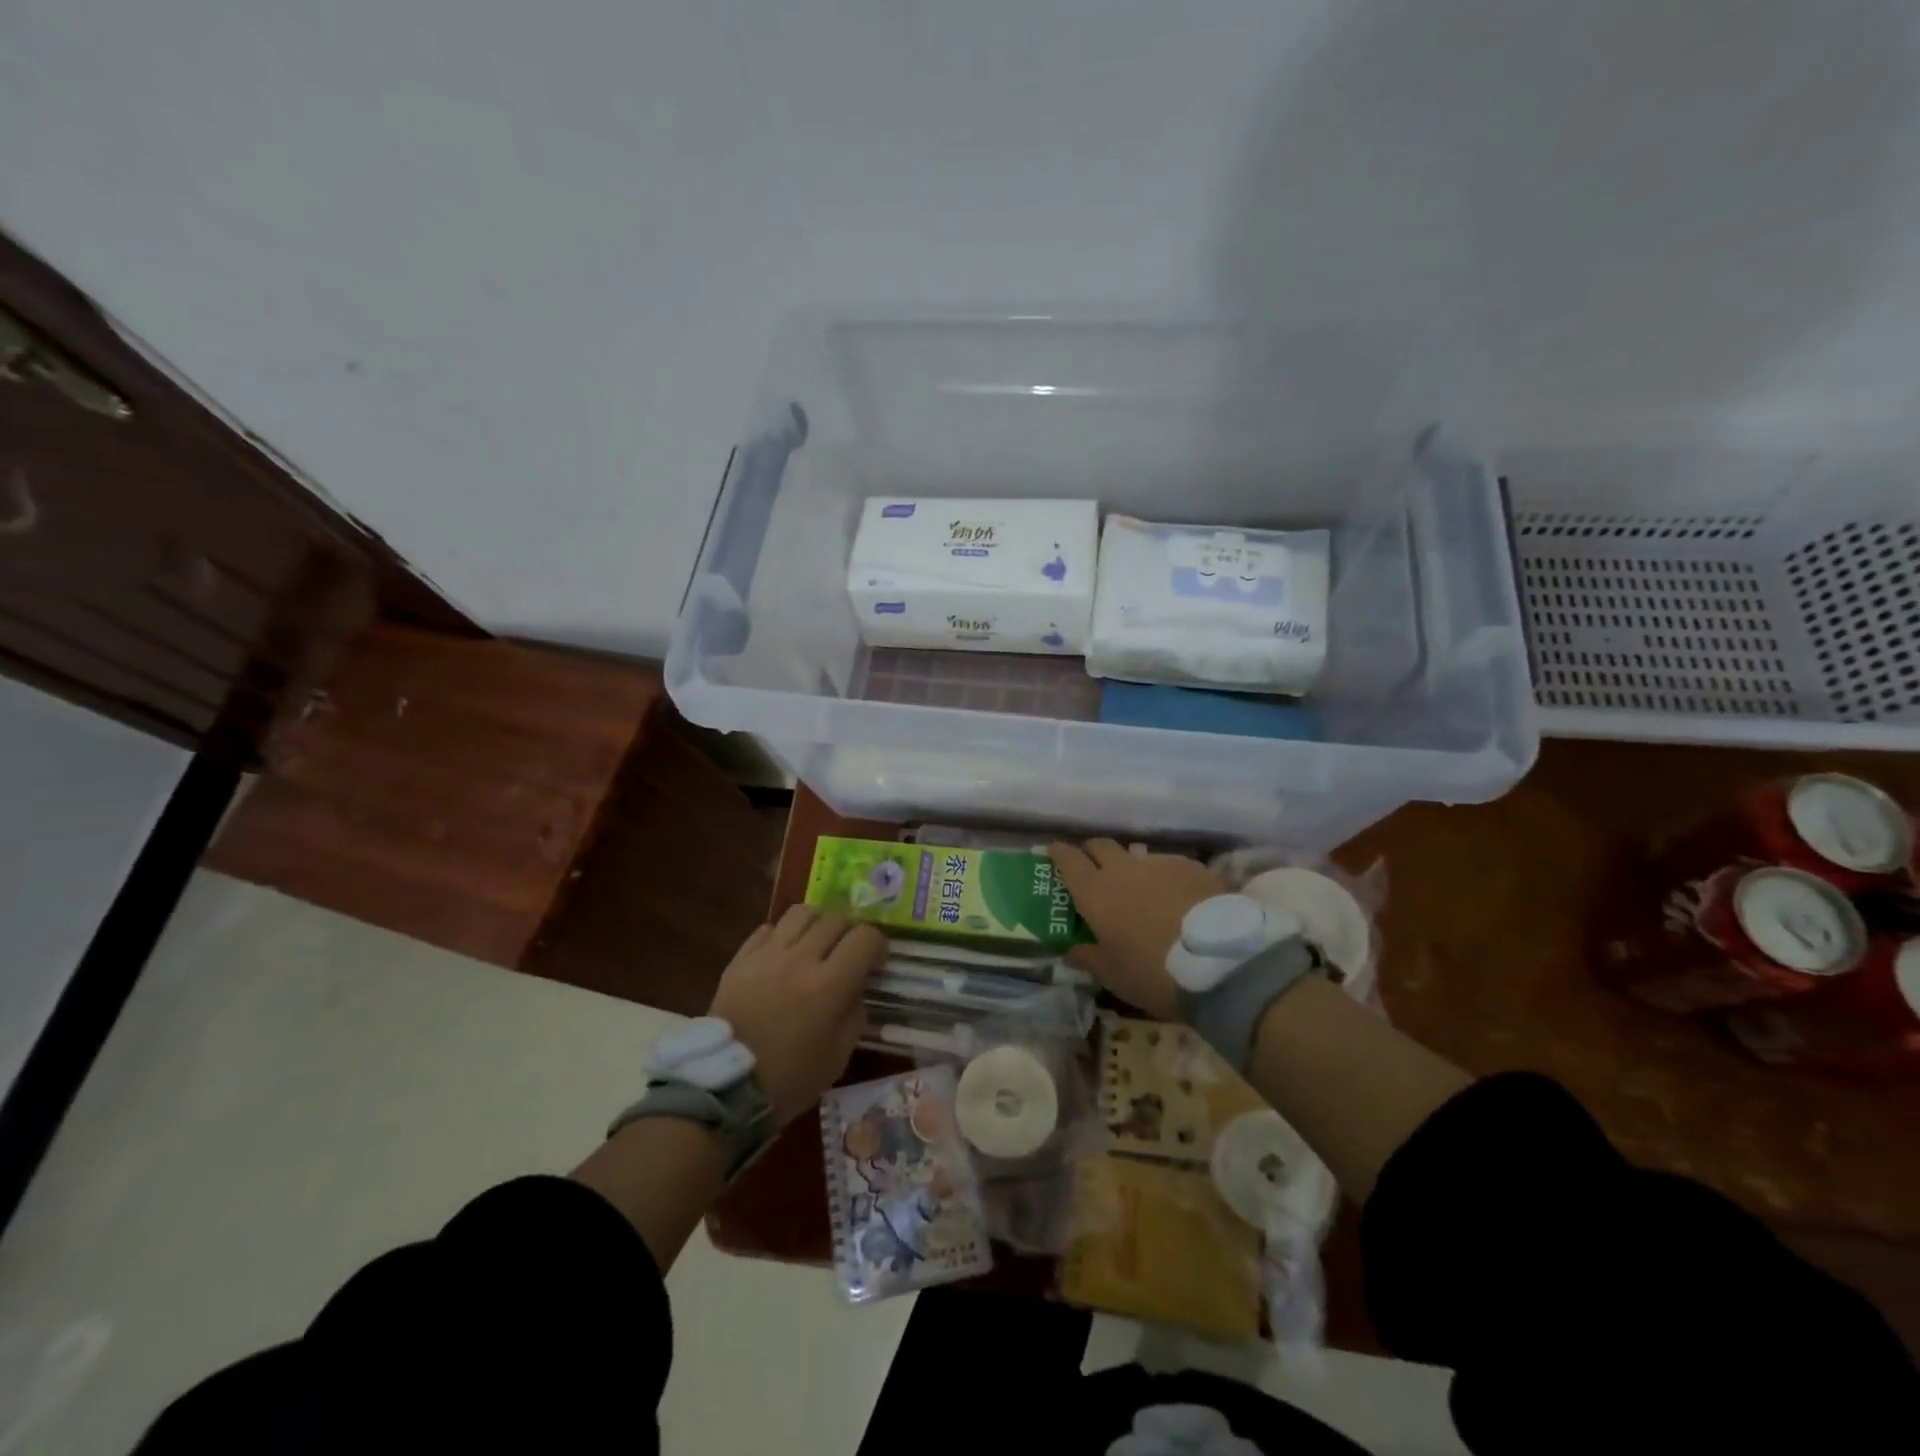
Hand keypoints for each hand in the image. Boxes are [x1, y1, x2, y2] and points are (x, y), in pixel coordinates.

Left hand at [708, 905, 886, 1124]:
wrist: (725, 1087)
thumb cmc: (787, 1079)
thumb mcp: (837, 1058)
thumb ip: (854, 1016)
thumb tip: (856, 990)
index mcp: (829, 985)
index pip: (865, 938)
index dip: (878, 945)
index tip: (876, 962)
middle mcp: (800, 959)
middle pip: (836, 919)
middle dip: (851, 931)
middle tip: (850, 951)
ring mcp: (767, 955)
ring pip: (801, 913)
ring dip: (818, 923)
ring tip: (817, 943)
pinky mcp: (740, 959)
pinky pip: (768, 929)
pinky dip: (783, 935)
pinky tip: (784, 955)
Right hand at [1050, 839, 1224, 1019]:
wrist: (1219, 960)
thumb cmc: (1152, 971)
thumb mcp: (1113, 975)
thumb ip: (1088, 958)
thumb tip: (1070, 951)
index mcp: (1094, 892)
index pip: (1067, 859)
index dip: (1058, 853)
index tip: (1053, 852)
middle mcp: (1122, 869)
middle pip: (1100, 845)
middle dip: (1092, 852)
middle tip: (1093, 868)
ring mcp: (1159, 863)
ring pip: (1136, 854)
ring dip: (1130, 866)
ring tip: (1139, 887)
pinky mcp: (1191, 866)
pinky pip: (1168, 864)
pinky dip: (1163, 875)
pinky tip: (1174, 895)